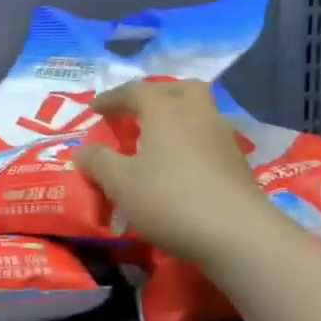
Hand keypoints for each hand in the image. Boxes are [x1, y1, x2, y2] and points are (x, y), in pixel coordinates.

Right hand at [76, 80, 270, 264]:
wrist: (235, 232)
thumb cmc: (169, 199)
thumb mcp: (120, 183)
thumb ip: (98, 162)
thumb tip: (82, 150)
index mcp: (165, 109)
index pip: (134, 90)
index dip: (111, 98)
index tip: (94, 109)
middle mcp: (197, 113)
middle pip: (177, 89)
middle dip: (155, 95)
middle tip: (137, 112)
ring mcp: (223, 136)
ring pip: (199, 112)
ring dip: (178, 118)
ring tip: (159, 139)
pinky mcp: (238, 162)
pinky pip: (209, 138)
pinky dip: (192, 142)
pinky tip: (183, 165)